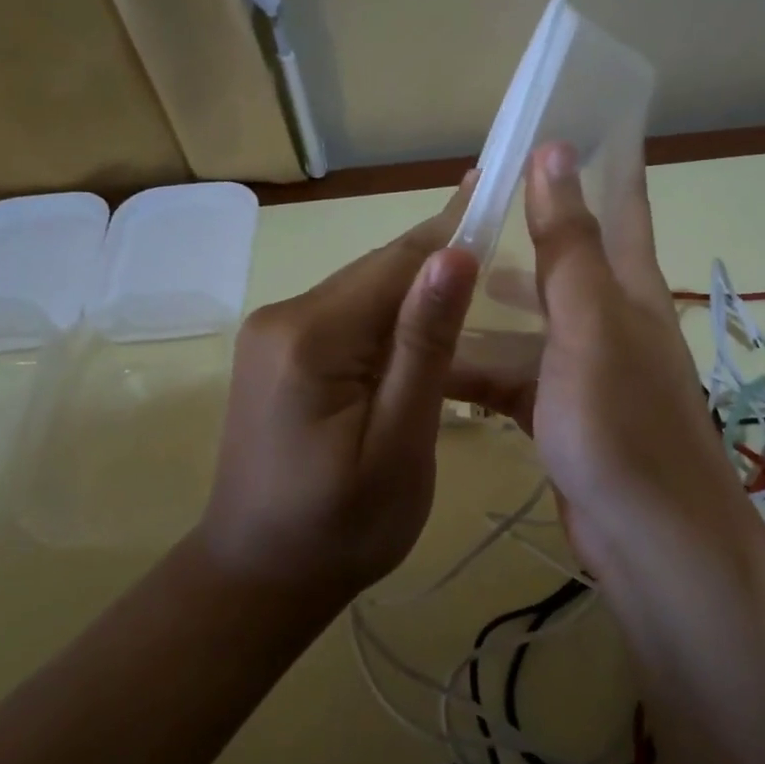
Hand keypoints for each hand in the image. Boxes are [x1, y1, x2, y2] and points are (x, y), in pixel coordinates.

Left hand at [196, 183, 479, 599]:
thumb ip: (423, 347)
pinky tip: (424, 330)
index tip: (497, 186)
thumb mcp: (399, 442)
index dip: (452, 229)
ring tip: (478, 280)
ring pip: (363, 295)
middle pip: (377, 273)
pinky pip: (347, 321)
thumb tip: (454, 256)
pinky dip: (390, 321)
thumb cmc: (342, 526)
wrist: (260, 577)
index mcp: (311, 336)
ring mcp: (273, 336)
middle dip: (438, 260)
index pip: (396, 263)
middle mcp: (283, 318)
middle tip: (504, 235)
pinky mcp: (277, 357)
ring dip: (417, 292)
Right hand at [449, 145, 759, 573]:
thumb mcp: (590, 326)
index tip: (566, 119)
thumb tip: (555, 150)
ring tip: (434, 286)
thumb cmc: (621, 425)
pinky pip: (516, 378)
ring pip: (529, 324)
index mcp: (628, 290)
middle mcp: (611, 323)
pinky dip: (482, 369)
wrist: (650, 542)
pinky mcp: (564, 418)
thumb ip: (569, 245)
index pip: (619, 206)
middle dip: (521, 234)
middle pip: (562, 264)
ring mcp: (587, 373)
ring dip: (488, 308)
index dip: (601, 161)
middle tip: (464, 210)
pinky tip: (441, 364)